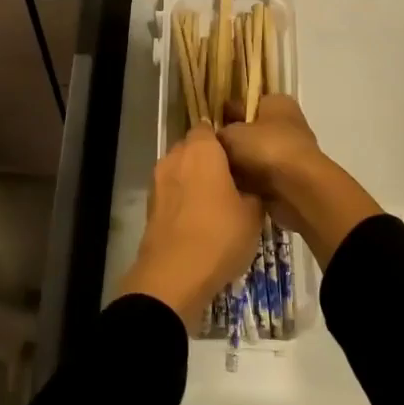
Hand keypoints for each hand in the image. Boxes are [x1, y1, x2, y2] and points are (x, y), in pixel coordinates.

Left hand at [117, 125, 263, 330]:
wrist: (174, 276)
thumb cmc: (219, 235)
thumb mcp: (254, 213)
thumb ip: (252, 190)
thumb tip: (249, 186)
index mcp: (201, 149)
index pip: (210, 128)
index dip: (224, 140)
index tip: (240, 157)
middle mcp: (175, 157)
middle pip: (192, 148)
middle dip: (209, 160)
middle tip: (232, 181)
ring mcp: (158, 182)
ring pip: (180, 171)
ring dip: (194, 181)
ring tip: (216, 204)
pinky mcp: (150, 207)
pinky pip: (171, 193)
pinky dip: (182, 201)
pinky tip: (198, 221)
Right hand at [220, 96, 381, 267]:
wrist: (297, 189)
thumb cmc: (266, 148)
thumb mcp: (231, 134)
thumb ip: (217, 133)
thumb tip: (209, 137)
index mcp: (276, 102)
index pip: (246, 102)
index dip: (225, 112)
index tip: (205, 126)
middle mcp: (286, 123)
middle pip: (249, 131)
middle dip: (230, 142)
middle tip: (205, 152)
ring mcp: (289, 152)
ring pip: (253, 156)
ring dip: (238, 165)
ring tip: (212, 172)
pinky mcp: (289, 179)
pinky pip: (260, 177)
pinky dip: (248, 183)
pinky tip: (228, 188)